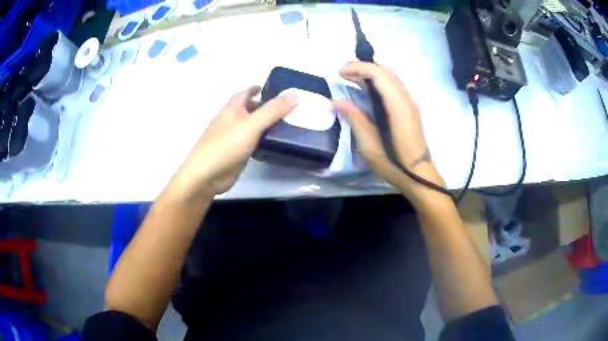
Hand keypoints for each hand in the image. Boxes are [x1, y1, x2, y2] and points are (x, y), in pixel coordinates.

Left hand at [168, 86, 297, 201]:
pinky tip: (275, 139)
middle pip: (250, 108)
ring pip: (252, 124)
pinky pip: (253, 139)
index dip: (259, 88)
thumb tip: (295, 93)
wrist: (207, 174)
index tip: (275, 88)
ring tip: (287, 121)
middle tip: (288, 106)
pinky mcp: (237, 151)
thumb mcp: (252, 124)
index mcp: (232, 107)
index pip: (246, 92)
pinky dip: (263, 137)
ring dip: (266, 122)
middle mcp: (232, 119)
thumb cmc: (227, 144)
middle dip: (265, 105)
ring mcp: (233, 136)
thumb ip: (273, 110)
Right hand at [333, 62, 443, 194]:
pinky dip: (378, 81)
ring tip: (351, 78)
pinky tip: (367, 90)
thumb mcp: (369, 145)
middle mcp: (406, 99)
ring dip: (371, 73)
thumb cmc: (393, 163)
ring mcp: (410, 104)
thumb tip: (337, 102)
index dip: (358, 68)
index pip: (379, 74)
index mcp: (398, 106)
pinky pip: (394, 86)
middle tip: (343, 73)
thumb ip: (354, 119)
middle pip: (386, 71)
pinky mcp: (410, 110)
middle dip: (363, 67)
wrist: (418, 176)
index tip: (340, 73)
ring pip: (391, 77)